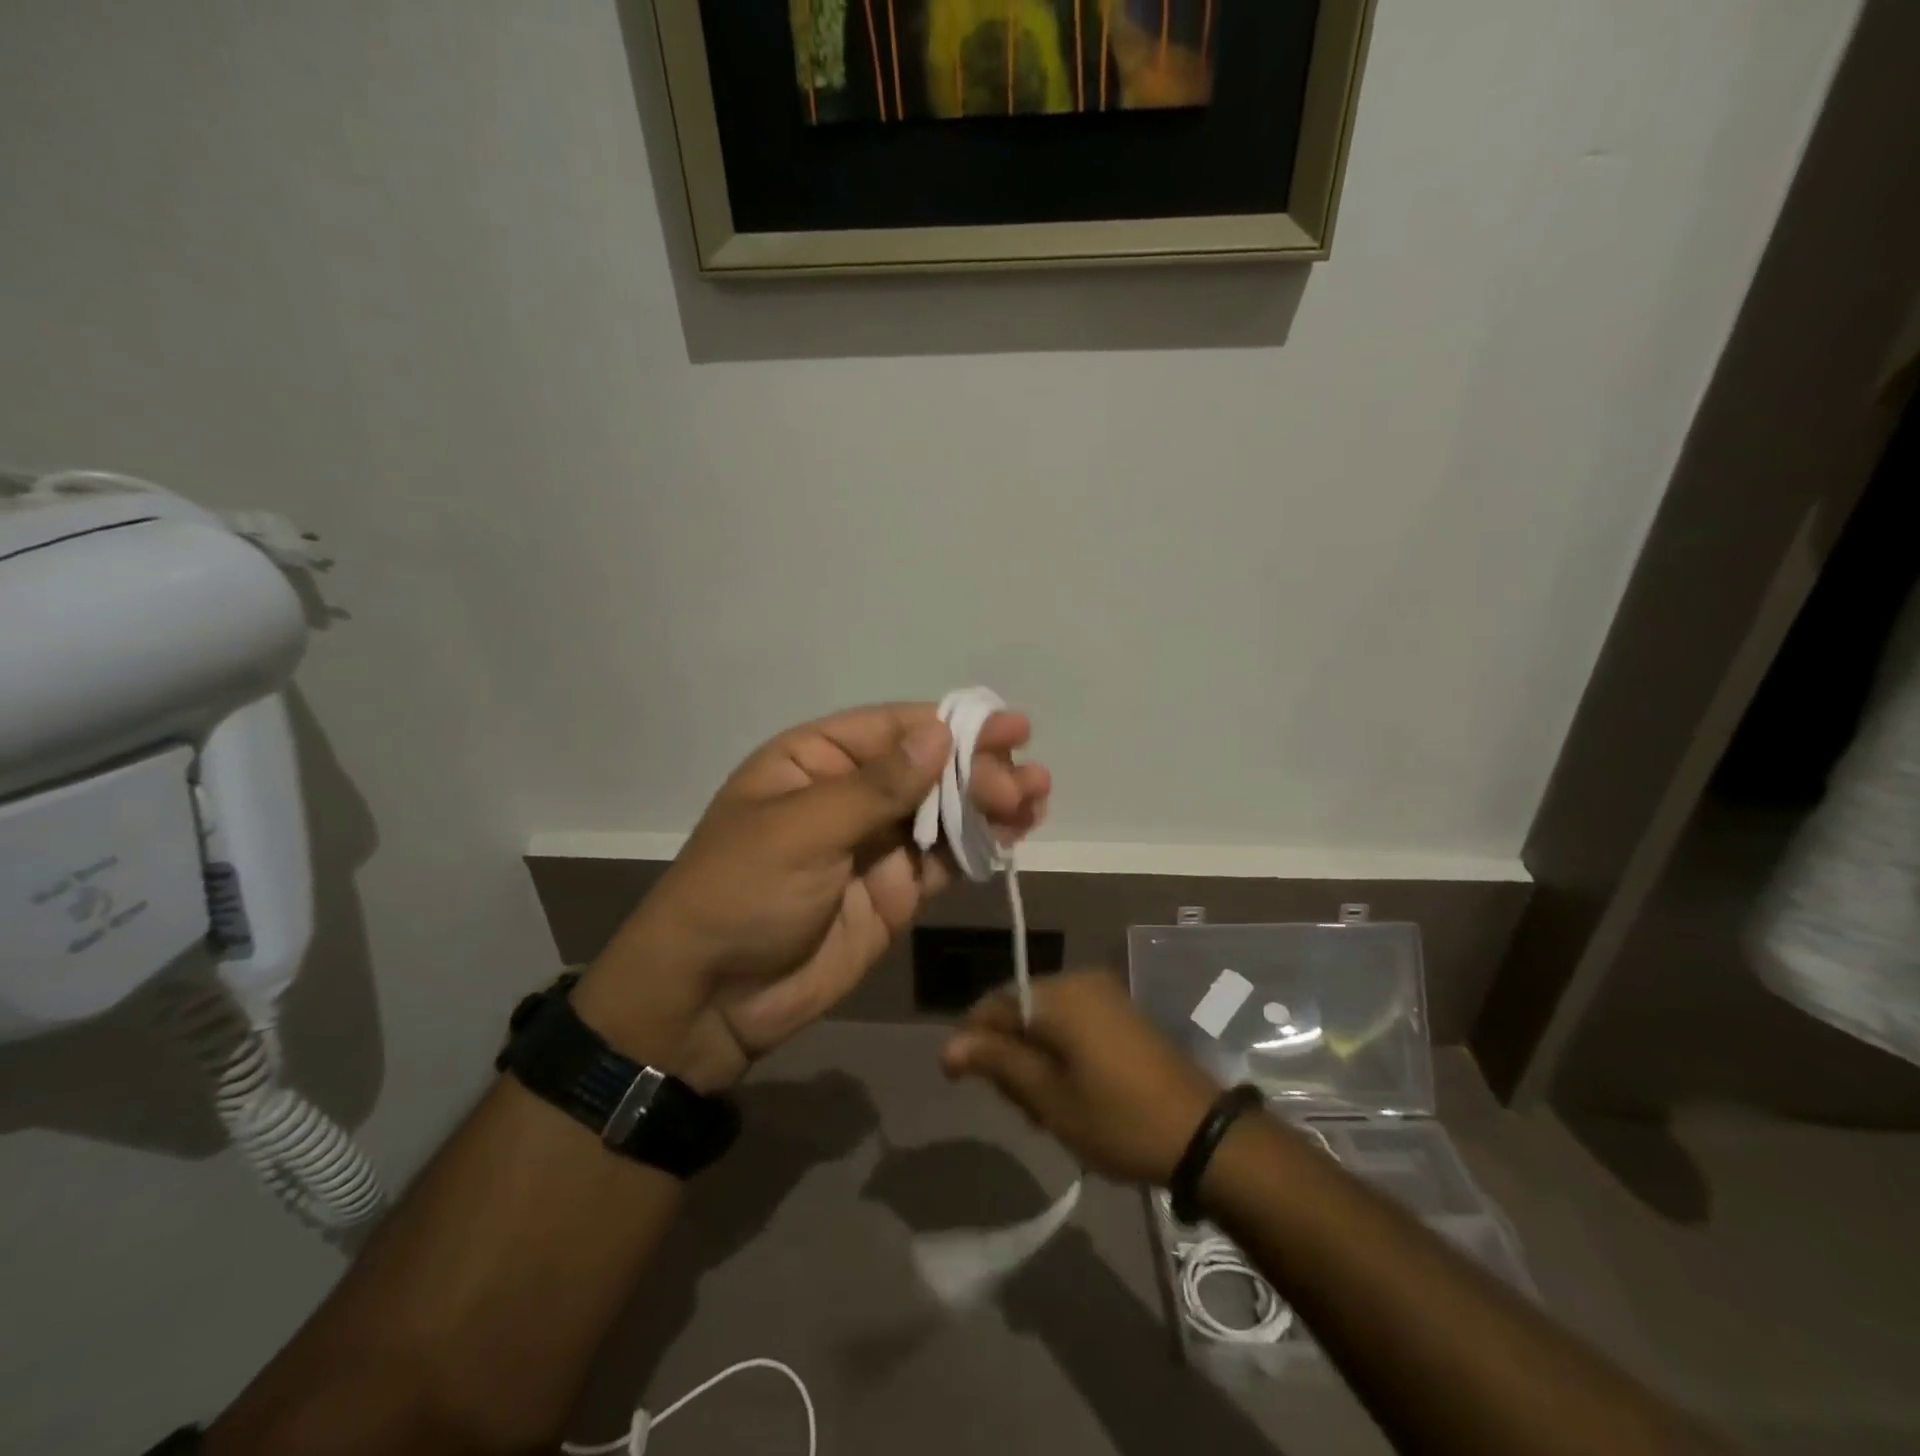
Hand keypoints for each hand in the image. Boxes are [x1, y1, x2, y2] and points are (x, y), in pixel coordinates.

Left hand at [574, 703, 1048, 1091]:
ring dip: (990, 804)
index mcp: (814, 761)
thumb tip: (940, 735)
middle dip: (979, 770)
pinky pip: (944, 860)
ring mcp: (875, 845)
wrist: (712, 1000)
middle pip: (927, 769)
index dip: (953, 727)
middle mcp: (850, 794)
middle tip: (1025, 784)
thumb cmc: (741, 894)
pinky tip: (1015, 837)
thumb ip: (876, 786)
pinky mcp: (895, 892)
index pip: (894, 730)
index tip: (1010, 730)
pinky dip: (979, 848)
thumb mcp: (801, 830)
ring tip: (1037, 799)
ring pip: (943, 813)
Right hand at [941, 969, 1220, 1185]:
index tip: (961, 1083)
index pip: (993, 1004)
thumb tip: (948, 1046)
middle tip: (1019, 1108)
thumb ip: (996, 1062)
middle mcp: (1078, 981)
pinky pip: (1072, 1022)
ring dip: (1034, 1058)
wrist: (1201, 1134)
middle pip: (1018, 1009)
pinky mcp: (1122, 1012)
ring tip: (1045, 1110)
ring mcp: (1104, 994)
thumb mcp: (1048, 1097)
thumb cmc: (1116, 1118)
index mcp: (1057, 996)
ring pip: (1045, 1019)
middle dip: (1007, 1054)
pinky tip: (1070, 1092)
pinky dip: (1060, 1052)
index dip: (971, 1041)